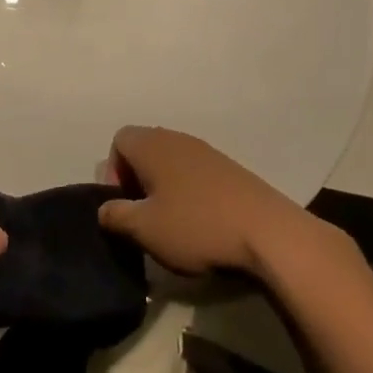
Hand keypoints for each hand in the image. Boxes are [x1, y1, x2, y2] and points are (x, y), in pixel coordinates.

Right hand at [96, 126, 325, 275]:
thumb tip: (104, 208)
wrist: (268, 233)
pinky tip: (198, 223)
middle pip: (145, 149)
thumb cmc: (196, 226)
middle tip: (141, 216)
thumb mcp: (144, 229)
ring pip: (171, 162)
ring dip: (163, 188)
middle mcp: (179, 139)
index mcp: (153, 145)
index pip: (119, 140)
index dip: (113, 170)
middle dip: (137, 180)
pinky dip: (188, 193)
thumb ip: (116, 215)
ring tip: (169, 224)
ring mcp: (208, 153)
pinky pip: (196, 174)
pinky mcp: (231, 170)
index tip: (122, 203)